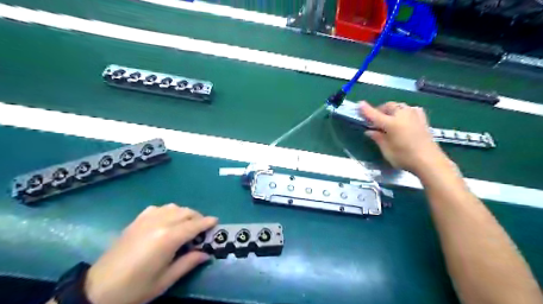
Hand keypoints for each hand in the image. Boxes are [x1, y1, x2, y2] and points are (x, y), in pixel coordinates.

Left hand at [83, 203, 217, 303]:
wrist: (97, 289)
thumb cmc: (135, 288)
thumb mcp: (165, 280)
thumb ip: (188, 263)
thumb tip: (206, 253)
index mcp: (168, 238)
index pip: (194, 225)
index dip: (207, 222)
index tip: (216, 222)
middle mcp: (159, 223)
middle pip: (186, 212)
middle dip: (198, 217)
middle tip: (202, 229)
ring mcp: (146, 219)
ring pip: (173, 207)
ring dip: (184, 213)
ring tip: (186, 225)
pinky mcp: (136, 221)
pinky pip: (158, 208)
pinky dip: (168, 211)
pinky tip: (166, 221)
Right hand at [360, 101, 450, 174]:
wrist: (430, 161)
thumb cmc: (405, 158)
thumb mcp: (387, 150)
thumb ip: (378, 138)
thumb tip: (369, 131)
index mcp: (391, 123)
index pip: (375, 114)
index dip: (366, 110)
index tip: (360, 104)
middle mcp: (402, 115)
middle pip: (388, 106)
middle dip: (380, 110)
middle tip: (375, 120)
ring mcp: (414, 116)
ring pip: (400, 106)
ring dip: (392, 110)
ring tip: (388, 118)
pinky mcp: (423, 119)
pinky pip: (411, 109)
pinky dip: (404, 111)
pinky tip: (404, 117)